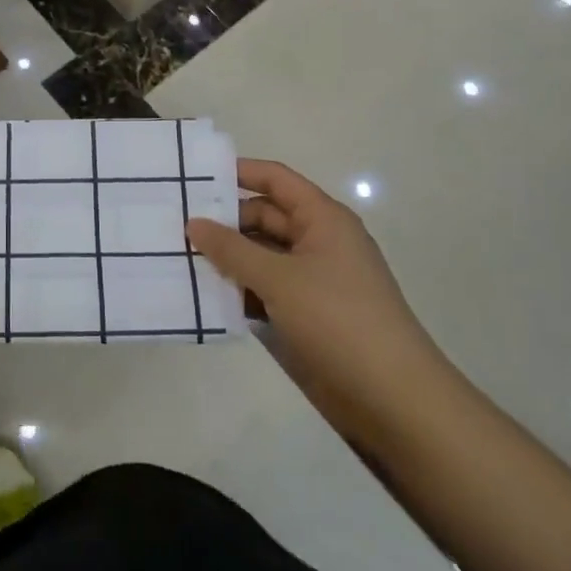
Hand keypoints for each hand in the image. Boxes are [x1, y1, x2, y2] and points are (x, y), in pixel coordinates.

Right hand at [188, 160, 453, 439]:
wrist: (394, 398)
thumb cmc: (338, 320)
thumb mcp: (279, 278)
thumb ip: (232, 249)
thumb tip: (193, 224)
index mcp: (322, 218)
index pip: (275, 179)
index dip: (238, 172)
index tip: (194, 176)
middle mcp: (319, 240)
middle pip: (264, 217)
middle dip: (224, 222)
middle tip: (175, 227)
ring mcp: (315, 278)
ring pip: (263, 255)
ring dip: (228, 259)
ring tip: (180, 260)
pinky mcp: (310, 313)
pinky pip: (268, 288)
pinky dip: (242, 290)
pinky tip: (207, 297)